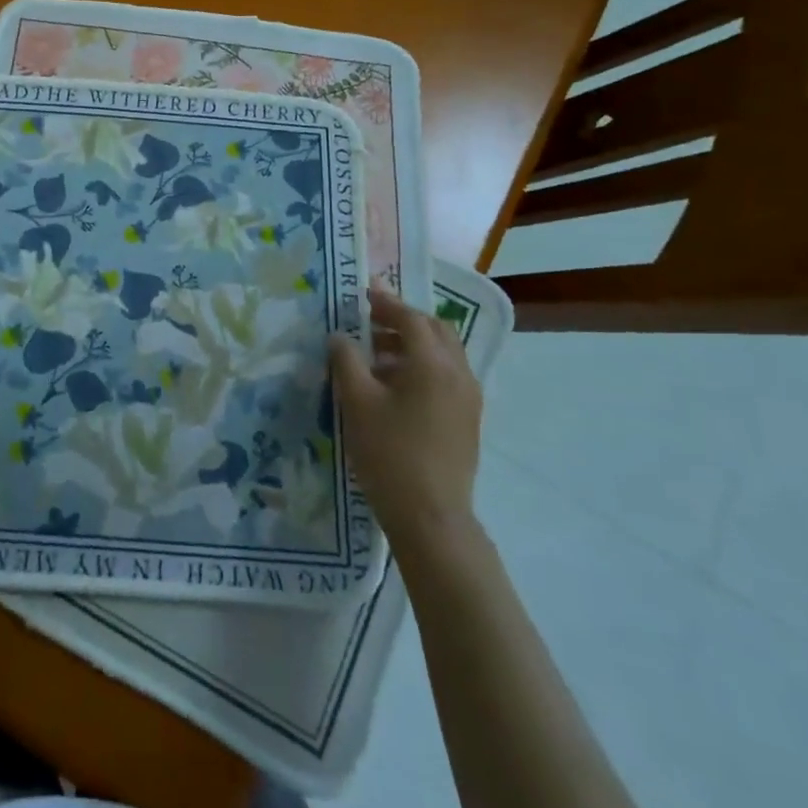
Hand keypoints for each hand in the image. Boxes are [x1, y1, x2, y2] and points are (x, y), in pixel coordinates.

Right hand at [328, 286, 482, 559]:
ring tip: (376, 354)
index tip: (364, 292)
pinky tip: (395, 386)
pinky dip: (422, 366)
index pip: (411, 318)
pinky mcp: (467, 420)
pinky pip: (447, 376)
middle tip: (371, 320)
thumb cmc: (389, 453)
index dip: (386, 302)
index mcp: (433, 363)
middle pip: (435, 331)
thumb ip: (346, 360)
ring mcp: (468, 398)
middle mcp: (458, 373)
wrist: (431, 516)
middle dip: (404, 320)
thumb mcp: (357, 401)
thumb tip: (340, 336)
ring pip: (444, 354)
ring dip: (412, 344)